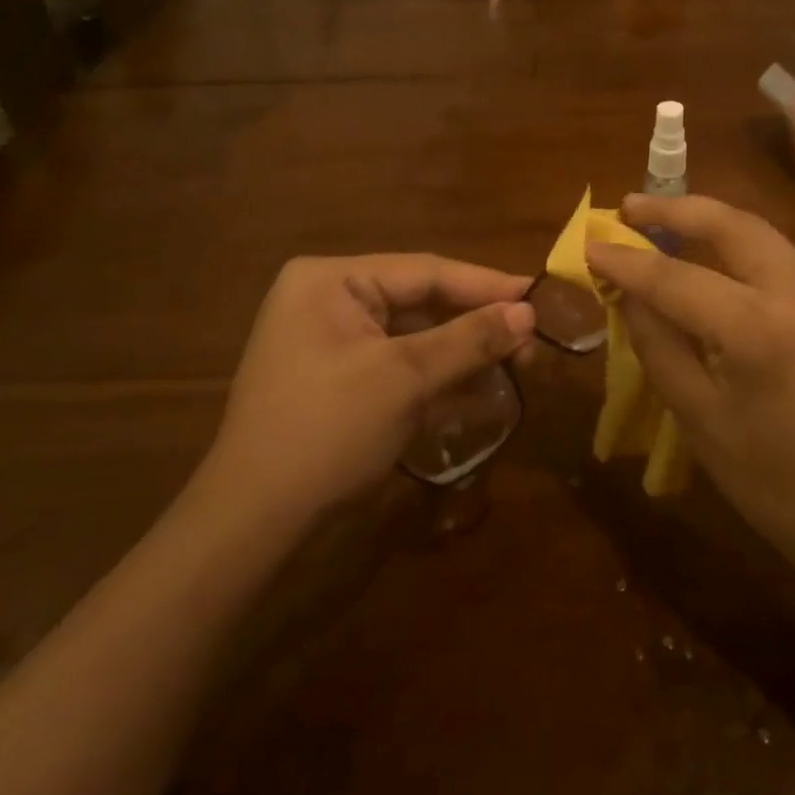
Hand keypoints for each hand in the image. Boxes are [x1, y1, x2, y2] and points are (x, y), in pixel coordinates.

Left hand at [188, 255, 534, 535]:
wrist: (256, 523)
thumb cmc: (327, 431)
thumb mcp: (404, 378)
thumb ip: (469, 339)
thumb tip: (529, 312)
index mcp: (330, 281)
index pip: (424, 271)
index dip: (486, 285)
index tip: (539, 296)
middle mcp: (328, 302)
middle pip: (421, 303)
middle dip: (477, 325)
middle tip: (534, 341)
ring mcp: (333, 345)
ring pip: (415, 338)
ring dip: (464, 354)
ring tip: (520, 365)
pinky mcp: (342, 383)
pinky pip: (400, 368)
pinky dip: (439, 379)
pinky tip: (482, 393)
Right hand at [585, 96, 794, 591]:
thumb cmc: (777, 485)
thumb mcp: (700, 422)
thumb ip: (661, 346)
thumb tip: (630, 291)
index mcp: (755, 332)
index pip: (671, 279)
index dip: (625, 262)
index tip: (593, 245)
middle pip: (735, 229)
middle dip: (679, 212)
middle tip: (640, 203)